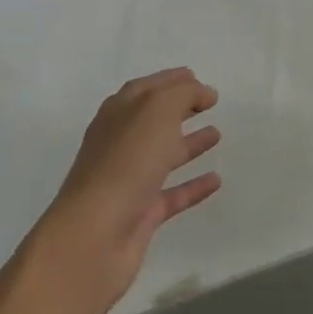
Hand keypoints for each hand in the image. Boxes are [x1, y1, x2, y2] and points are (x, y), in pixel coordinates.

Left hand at [35, 68, 221, 313]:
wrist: (95, 236)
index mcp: (119, 112)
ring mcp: (129, 179)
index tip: (199, 77)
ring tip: (217, 134)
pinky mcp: (141, 214)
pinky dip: (193, 186)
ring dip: (189, 144)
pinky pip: (172, 194)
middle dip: (180, 108)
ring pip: (163, 155)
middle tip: (210, 103)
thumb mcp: (157, 111)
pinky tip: (216, 180)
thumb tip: (203, 92)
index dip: (173, 80)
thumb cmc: (125, 162)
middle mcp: (121, 142)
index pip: (148, 88)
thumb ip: (183, 94)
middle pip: (154, 119)